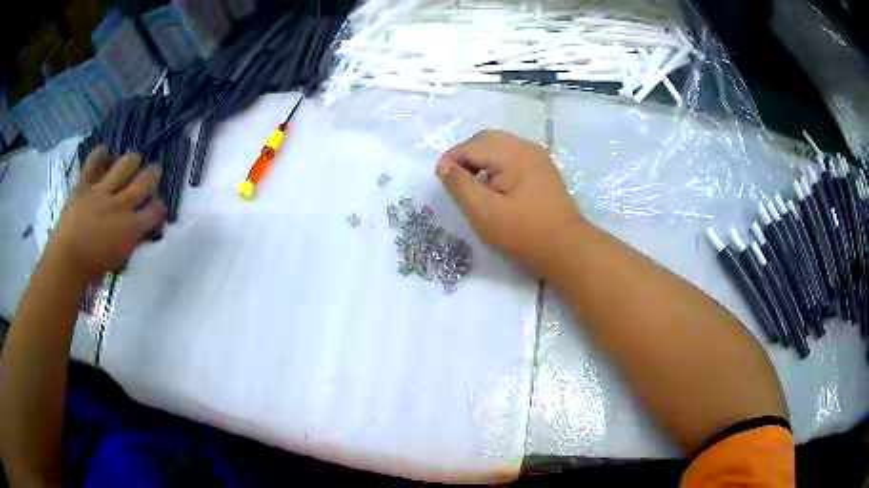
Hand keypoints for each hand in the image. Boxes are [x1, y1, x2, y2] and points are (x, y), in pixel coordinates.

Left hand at [45, 147, 166, 284]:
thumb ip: (131, 243)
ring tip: (132, 161)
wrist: (66, 261)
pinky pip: (93, 163)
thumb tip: (139, 233)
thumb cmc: (93, 269)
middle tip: (154, 172)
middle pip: (145, 181)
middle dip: (153, 175)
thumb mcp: (119, 261)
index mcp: (131, 227)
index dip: (159, 207)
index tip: (157, 208)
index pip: (155, 211)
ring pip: (125, 165)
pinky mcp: (85, 185)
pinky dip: (99, 155)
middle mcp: (121, 204)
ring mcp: (102, 191)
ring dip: (132, 161)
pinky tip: (104, 152)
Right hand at [437, 130, 583, 275]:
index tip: (441, 182)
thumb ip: (461, 186)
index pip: (472, 146)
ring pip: (498, 146)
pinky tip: (494, 187)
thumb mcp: (485, 213)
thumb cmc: (525, 233)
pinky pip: (511, 156)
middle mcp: (526, 147)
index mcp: (514, 154)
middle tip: (455, 182)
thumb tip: (445, 166)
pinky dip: (495, 165)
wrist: (567, 249)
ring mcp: (537, 157)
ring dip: (480, 160)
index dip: (451, 161)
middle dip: (465, 157)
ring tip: (473, 186)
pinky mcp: (541, 169)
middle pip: (485, 140)